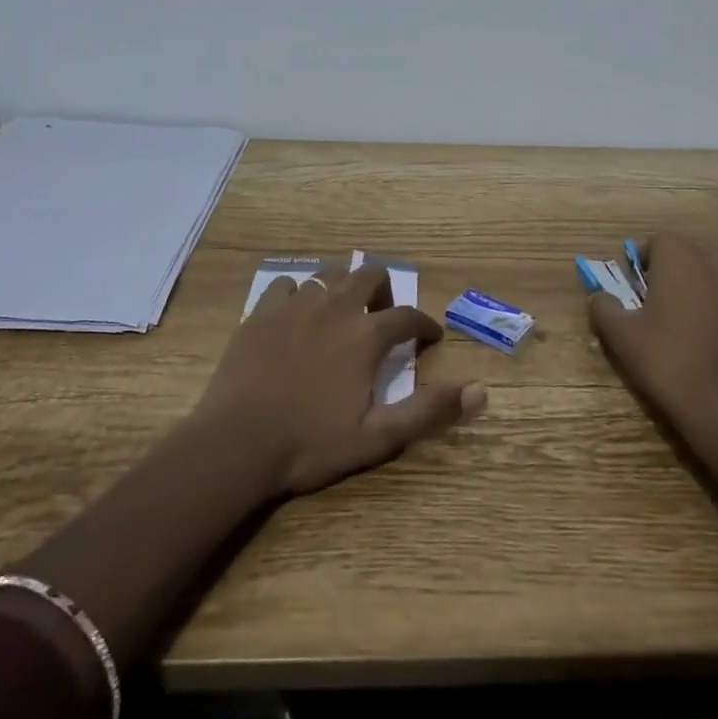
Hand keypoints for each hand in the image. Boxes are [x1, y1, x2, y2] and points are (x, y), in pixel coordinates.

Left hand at [195, 264, 486, 495]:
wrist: (236, 443)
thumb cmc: (310, 443)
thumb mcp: (377, 437)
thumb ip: (428, 411)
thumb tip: (481, 391)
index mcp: (365, 335)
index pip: (408, 316)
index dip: (425, 325)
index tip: (430, 337)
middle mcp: (335, 307)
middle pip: (369, 275)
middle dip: (385, 290)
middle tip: (383, 316)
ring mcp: (295, 305)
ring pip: (329, 274)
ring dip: (344, 286)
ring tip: (343, 310)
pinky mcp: (262, 311)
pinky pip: (287, 285)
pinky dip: (299, 294)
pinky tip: (296, 314)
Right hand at [587, 234, 717, 431]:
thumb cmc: (665, 358)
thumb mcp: (620, 334)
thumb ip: (604, 307)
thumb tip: (599, 297)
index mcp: (681, 260)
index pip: (659, 241)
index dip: (642, 259)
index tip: (631, 284)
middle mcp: (715, 266)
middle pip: (688, 256)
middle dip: (670, 271)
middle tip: (652, 300)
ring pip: (712, 276)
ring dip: (695, 287)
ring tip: (678, 318)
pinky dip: (715, 308)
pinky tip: (702, 337)